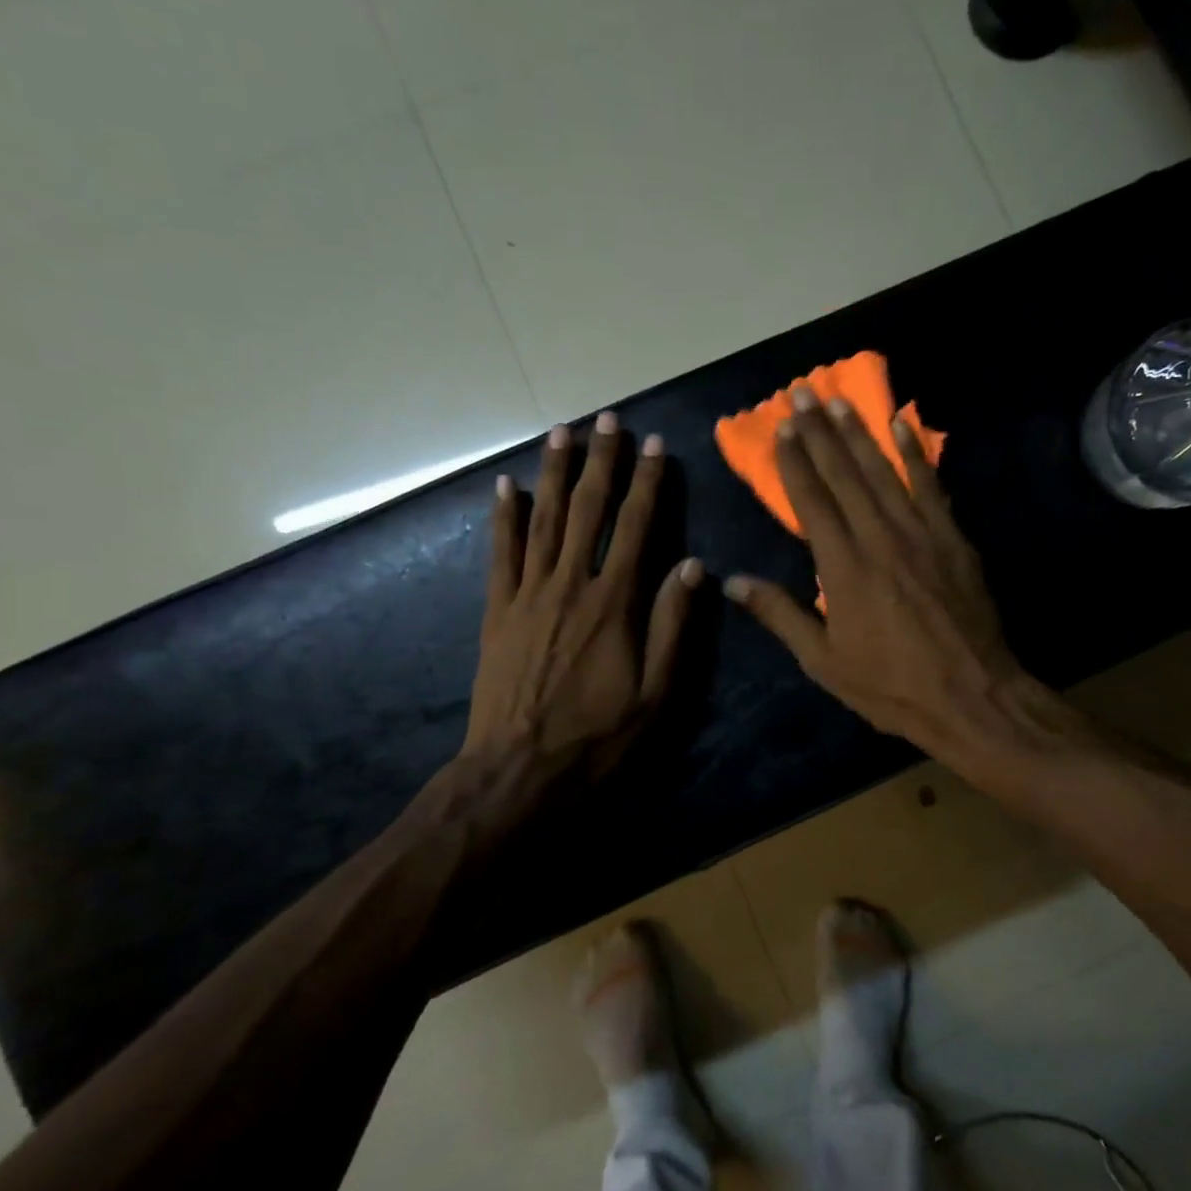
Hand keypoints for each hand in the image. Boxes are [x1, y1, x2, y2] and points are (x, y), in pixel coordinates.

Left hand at [457, 412, 701, 796]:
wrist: (519, 770)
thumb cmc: (598, 736)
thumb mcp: (656, 693)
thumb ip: (672, 626)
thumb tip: (693, 567)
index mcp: (614, 604)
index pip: (636, 528)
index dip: (647, 484)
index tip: (654, 446)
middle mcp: (570, 585)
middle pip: (587, 511)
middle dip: (600, 462)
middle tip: (607, 420)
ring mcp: (527, 595)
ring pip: (543, 520)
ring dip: (553, 473)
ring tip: (561, 433)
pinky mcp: (497, 611)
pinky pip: (500, 554)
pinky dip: (503, 518)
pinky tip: (505, 487)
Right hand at [722, 386, 1037, 762]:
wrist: (971, 697)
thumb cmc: (890, 686)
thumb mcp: (824, 661)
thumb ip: (780, 615)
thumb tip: (732, 582)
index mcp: (842, 568)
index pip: (812, 501)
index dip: (795, 462)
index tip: (781, 428)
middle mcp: (879, 538)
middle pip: (843, 475)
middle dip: (819, 433)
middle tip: (801, 393)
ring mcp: (920, 534)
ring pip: (883, 472)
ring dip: (858, 433)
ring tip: (837, 401)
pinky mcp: (953, 539)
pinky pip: (931, 486)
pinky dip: (915, 454)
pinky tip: (901, 425)